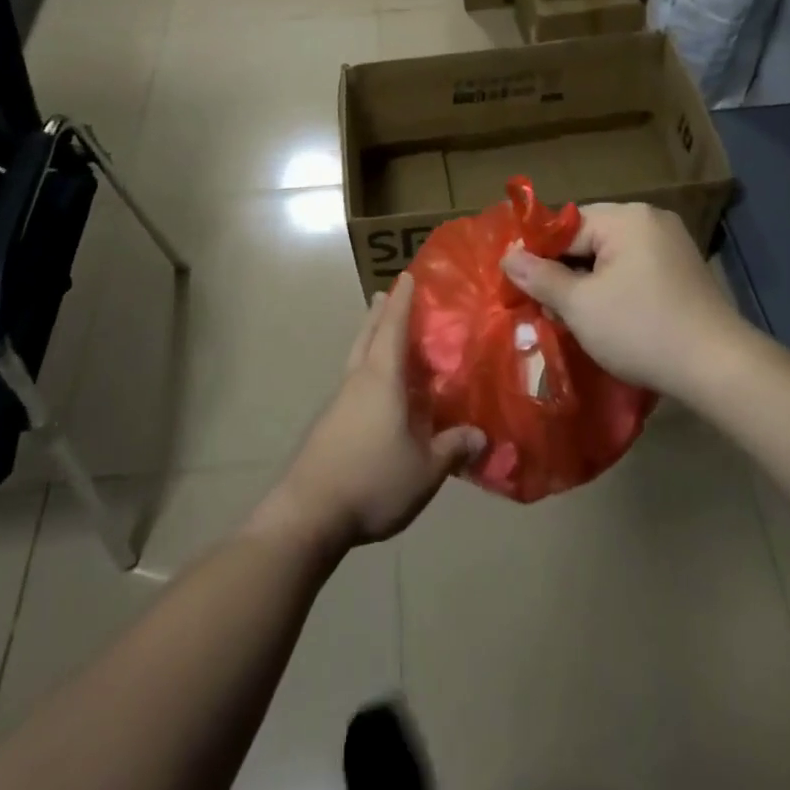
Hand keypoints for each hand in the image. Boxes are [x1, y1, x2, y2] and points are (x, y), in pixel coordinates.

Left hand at [250, 275, 484, 556]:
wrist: (307, 515)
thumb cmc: (372, 480)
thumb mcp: (425, 470)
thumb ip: (453, 448)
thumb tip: (481, 435)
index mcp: (382, 379)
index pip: (394, 328)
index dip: (403, 301)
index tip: (407, 275)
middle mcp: (357, 381)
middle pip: (367, 335)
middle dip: (379, 313)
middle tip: (386, 293)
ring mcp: (338, 402)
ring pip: (356, 358)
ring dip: (369, 339)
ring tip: (382, 334)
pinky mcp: (328, 425)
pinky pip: (352, 382)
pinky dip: (365, 370)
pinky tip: (376, 391)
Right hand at [499, 203, 744, 396]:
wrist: (718, 368)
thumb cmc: (641, 329)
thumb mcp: (580, 305)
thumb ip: (540, 277)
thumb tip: (508, 255)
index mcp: (626, 217)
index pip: (566, 226)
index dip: (539, 255)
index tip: (520, 286)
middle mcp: (651, 219)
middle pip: (589, 237)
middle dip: (565, 270)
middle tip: (545, 307)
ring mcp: (672, 243)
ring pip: (611, 255)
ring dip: (589, 282)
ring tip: (572, 316)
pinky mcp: (683, 270)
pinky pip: (635, 268)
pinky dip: (615, 287)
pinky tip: (608, 317)